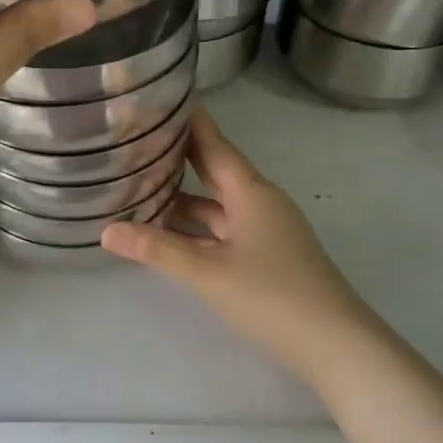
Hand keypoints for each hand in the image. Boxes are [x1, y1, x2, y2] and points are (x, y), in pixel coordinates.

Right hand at [100, 109, 381, 380]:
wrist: (335, 344)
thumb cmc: (272, 297)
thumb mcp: (208, 273)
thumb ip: (157, 250)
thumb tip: (106, 231)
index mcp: (251, 193)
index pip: (215, 145)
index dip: (191, 122)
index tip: (164, 98)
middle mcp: (260, 203)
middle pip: (215, 172)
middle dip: (181, 158)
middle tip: (141, 138)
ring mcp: (267, 230)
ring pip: (218, 206)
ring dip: (184, 199)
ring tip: (142, 187)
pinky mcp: (268, 255)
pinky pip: (225, 230)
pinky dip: (197, 228)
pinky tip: (171, 234)